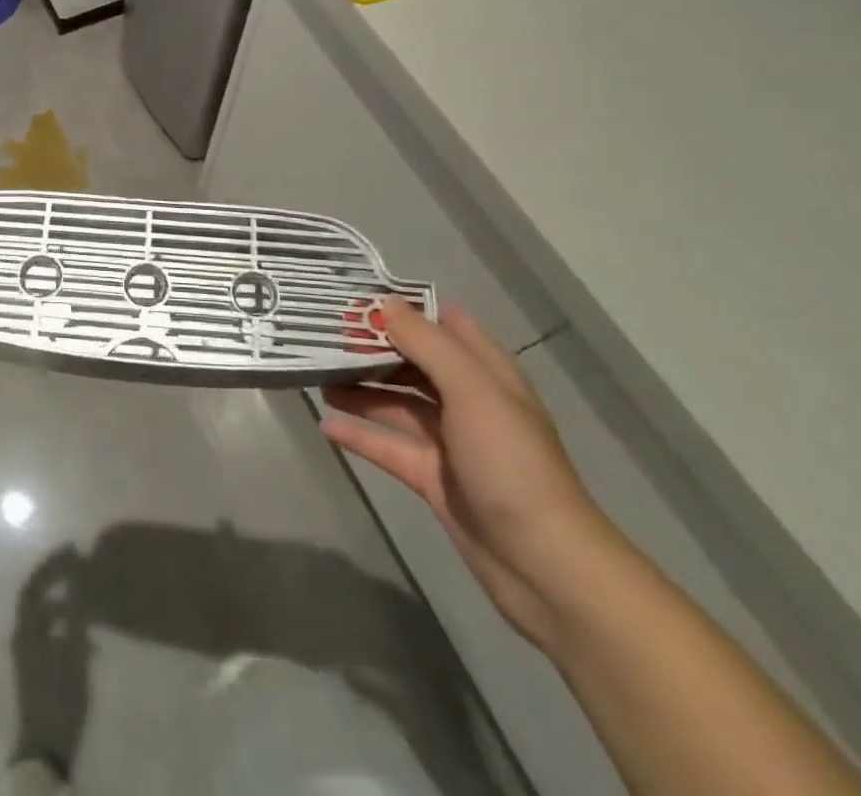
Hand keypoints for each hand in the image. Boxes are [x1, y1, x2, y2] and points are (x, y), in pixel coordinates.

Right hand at [321, 299, 622, 650]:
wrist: (544, 565)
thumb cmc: (511, 463)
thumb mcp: (472, 391)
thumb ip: (427, 344)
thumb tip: (385, 304)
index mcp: (486, 373)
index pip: (443, 323)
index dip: (404, 307)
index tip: (356, 296)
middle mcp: (468, 401)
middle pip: (413, 362)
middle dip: (372, 347)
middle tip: (322, 334)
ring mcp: (450, 441)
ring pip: (396, 403)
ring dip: (360, 388)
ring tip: (316, 375)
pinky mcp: (433, 478)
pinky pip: (388, 446)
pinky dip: (359, 435)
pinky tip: (325, 425)